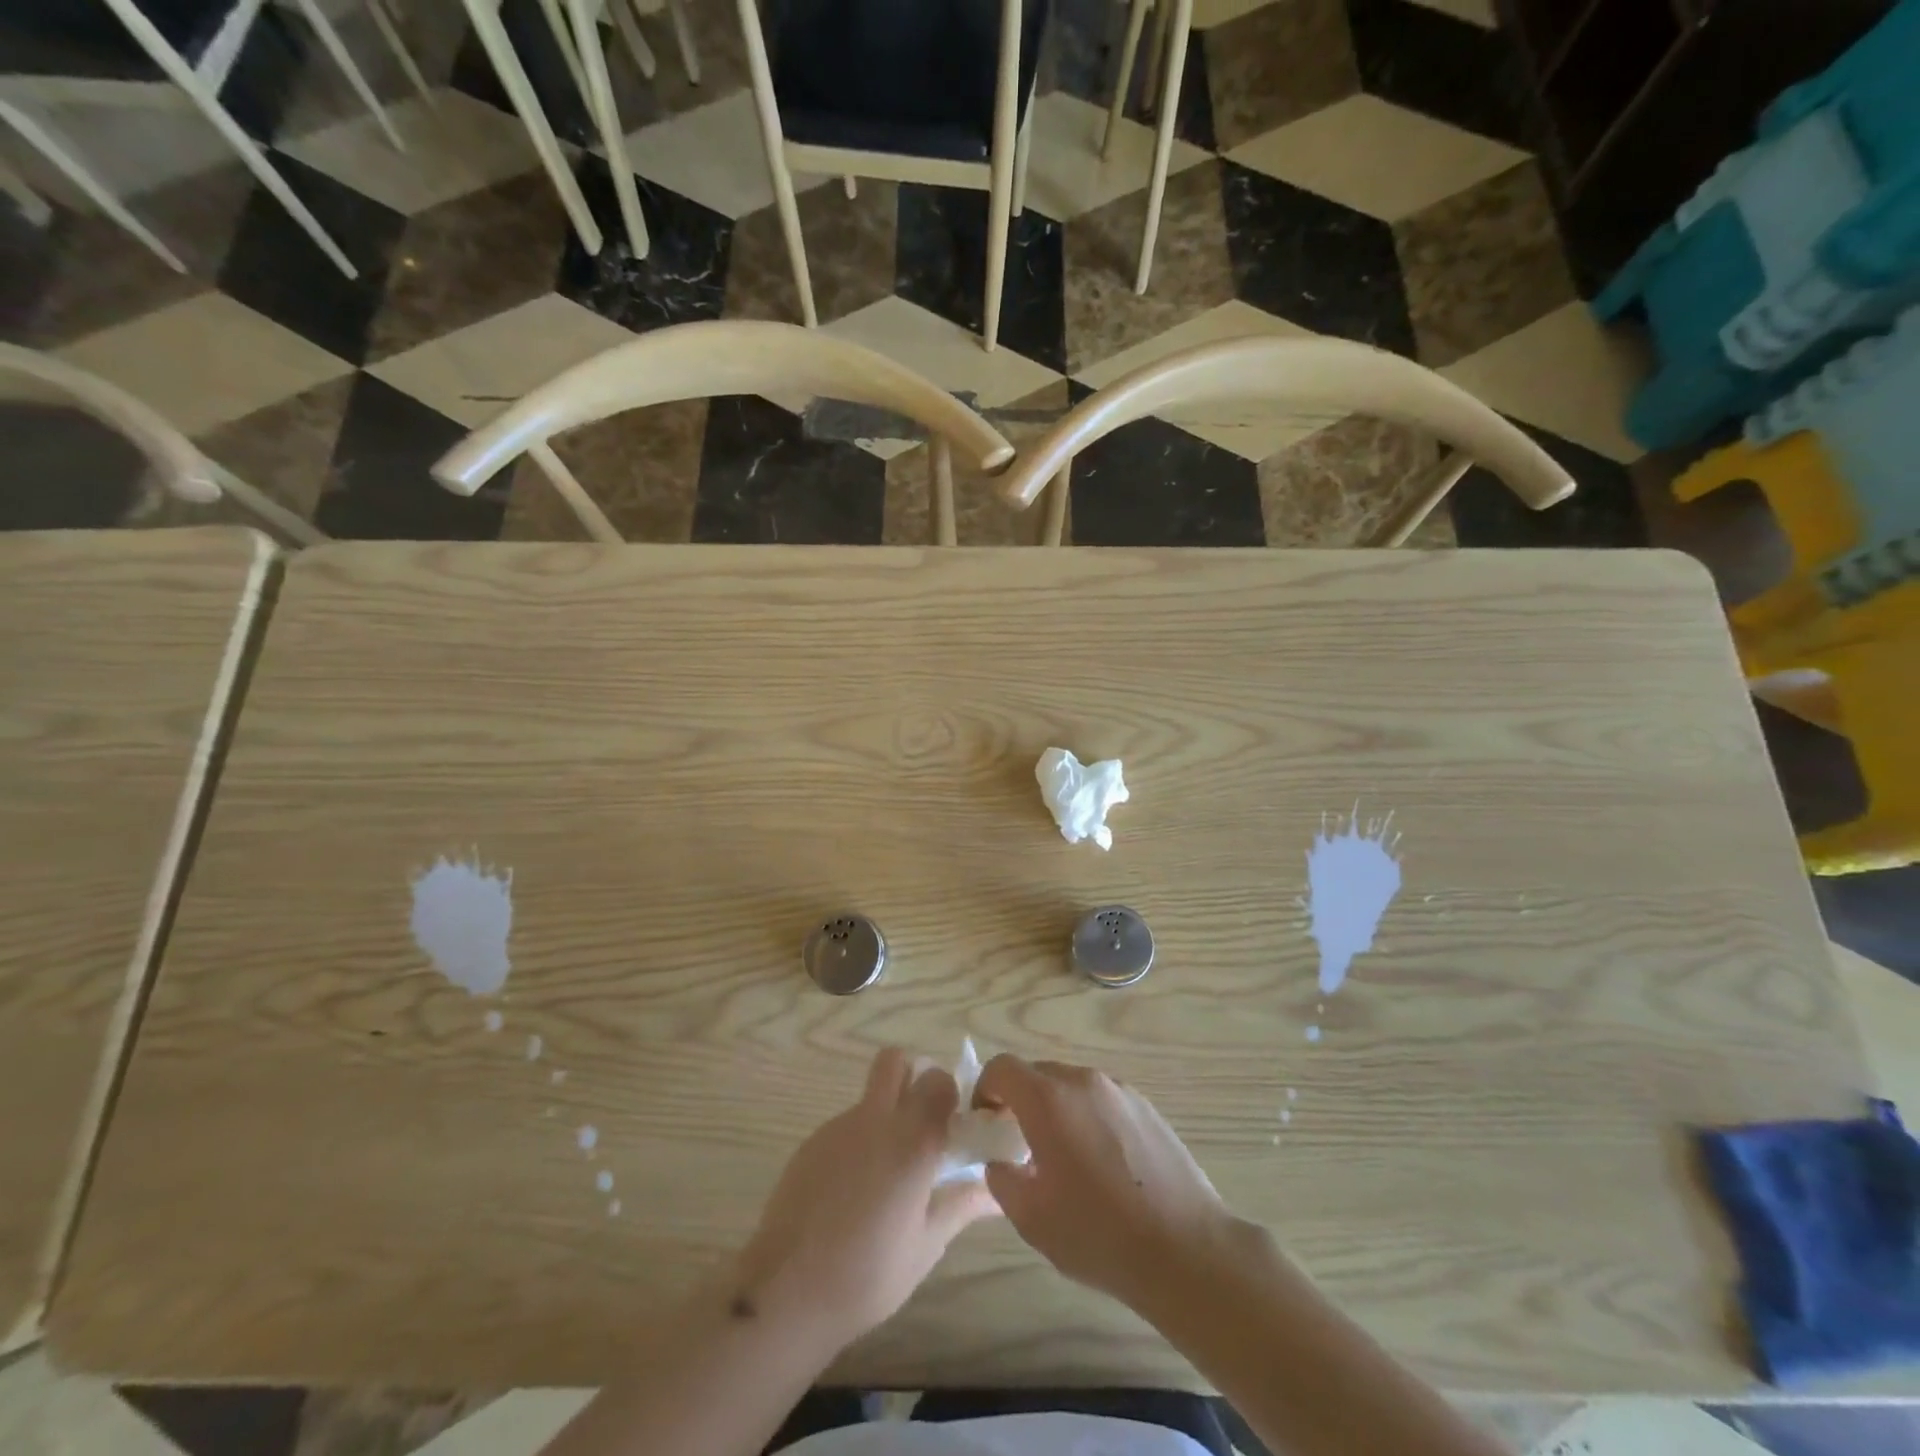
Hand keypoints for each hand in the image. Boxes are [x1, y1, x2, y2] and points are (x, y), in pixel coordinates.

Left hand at [737, 1048, 998, 1351]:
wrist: (785, 1291)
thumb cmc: (868, 1273)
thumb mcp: (926, 1245)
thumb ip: (961, 1206)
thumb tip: (997, 1195)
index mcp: (913, 1140)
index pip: (939, 1081)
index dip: (950, 1095)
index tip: (954, 1126)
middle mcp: (877, 1119)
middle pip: (896, 1061)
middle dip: (913, 1076)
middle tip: (922, 1119)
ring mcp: (839, 1127)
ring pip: (870, 1094)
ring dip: (886, 1111)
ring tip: (888, 1167)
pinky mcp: (812, 1142)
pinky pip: (846, 1124)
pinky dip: (859, 1140)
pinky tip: (855, 1188)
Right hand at [974, 1055, 1231, 1310]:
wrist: (1185, 1250)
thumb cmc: (1099, 1234)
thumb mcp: (1031, 1218)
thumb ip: (1002, 1179)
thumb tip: (1001, 1161)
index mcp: (1048, 1099)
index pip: (1002, 1068)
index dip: (985, 1090)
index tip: (987, 1125)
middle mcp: (1083, 1081)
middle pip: (1037, 1074)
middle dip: (1020, 1101)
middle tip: (1020, 1145)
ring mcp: (1119, 1090)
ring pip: (1071, 1086)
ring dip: (1056, 1109)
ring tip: (1065, 1158)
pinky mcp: (1146, 1106)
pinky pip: (1101, 1099)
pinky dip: (1088, 1117)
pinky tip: (1103, 1165)